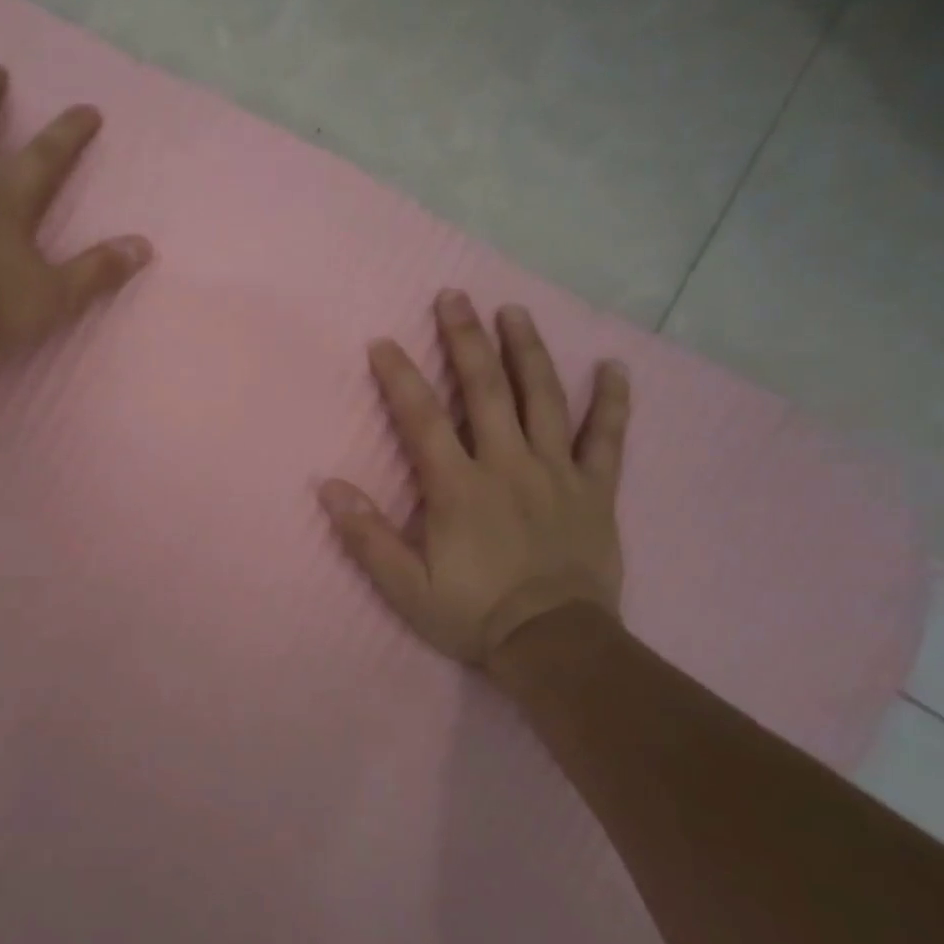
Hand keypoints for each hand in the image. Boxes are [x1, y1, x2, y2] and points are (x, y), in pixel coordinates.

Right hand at [318, 291, 630, 676]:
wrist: (556, 647)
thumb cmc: (474, 615)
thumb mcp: (406, 587)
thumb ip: (368, 536)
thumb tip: (329, 487)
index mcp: (459, 487)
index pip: (423, 419)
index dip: (400, 377)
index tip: (384, 342)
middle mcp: (508, 465)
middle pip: (485, 390)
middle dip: (466, 339)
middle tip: (454, 296)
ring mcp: (557, 473)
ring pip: (543, 399)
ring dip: (527, 351)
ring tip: (514, 311)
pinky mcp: (596, 489)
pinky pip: (608, 438)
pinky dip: (612, 401)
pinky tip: (613, 366)